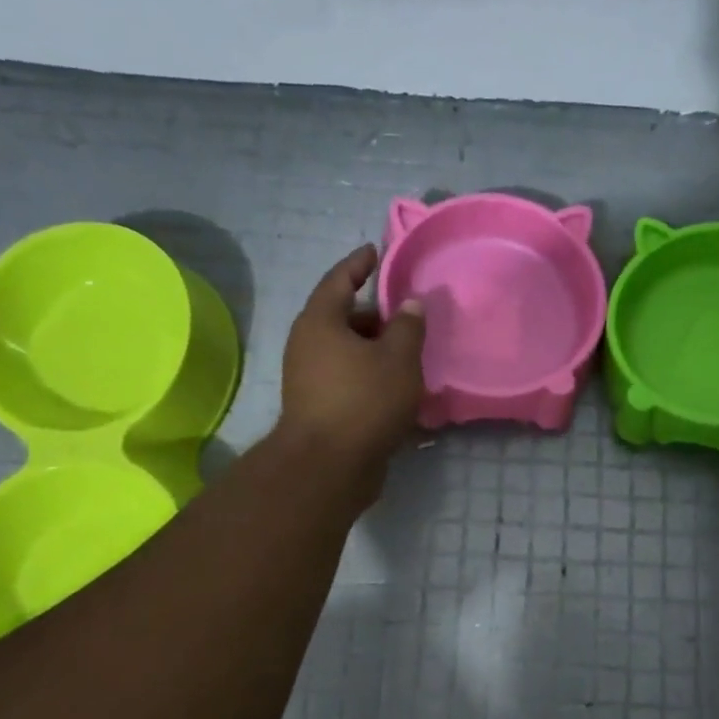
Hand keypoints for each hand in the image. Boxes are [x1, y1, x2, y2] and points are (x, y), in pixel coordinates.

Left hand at [276, 245, 426, 498]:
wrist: (329, 466)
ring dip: (376, 350)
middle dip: (375, 315)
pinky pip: (349, 379)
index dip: (359, 263)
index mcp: (320, 322)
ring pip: (348, 353)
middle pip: (344, 318)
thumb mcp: (398, 358)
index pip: (340, 279)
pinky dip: (371, 376)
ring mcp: (309, 379)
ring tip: (409, 354)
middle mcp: (308, 345)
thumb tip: (410, 303)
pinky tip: (398, 387)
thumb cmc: (364, 401)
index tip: (376, 251)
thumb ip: (408, 326)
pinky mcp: (319, 408)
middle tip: (407, 315)